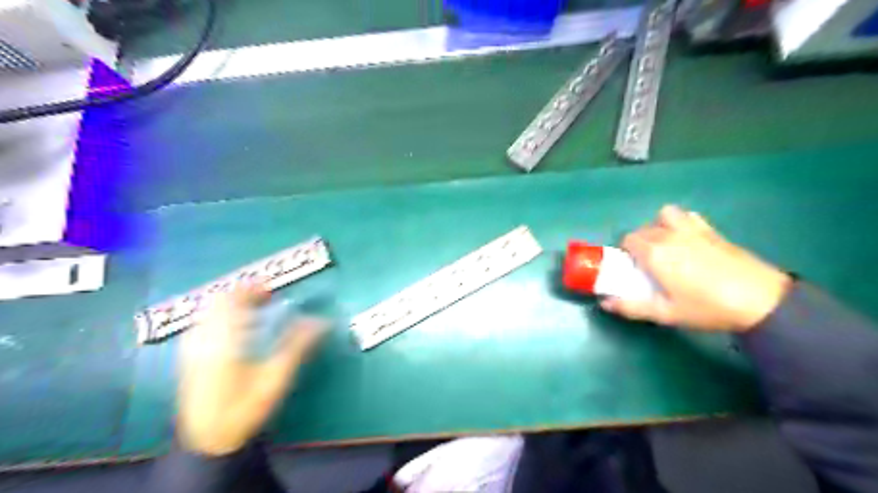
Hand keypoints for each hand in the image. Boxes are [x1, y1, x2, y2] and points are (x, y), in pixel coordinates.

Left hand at [178, 284, 325, 456]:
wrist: (208, 441)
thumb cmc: (245, 408)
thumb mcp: (277, 377)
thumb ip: (298, 345)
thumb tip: (321, 321)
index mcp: (224, 339)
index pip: (233, 299)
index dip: (252, 289)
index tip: (272, 290)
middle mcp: (203, 338)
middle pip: (218, 301)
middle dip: (242, 294)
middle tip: (266, 299)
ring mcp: (192, 348)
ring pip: (208, 312)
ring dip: (231, 305)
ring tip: (254, 312)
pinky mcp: (188, 358)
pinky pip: (202, 325)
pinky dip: (220, 318)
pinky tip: (235, 331)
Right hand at [601, 204, 792, 331]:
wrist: (760, 301)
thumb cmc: (707, 308)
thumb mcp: (666, 313)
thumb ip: (631, 307)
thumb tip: (605, 303)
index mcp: (654, 253)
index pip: (628, 240)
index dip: (624, 252)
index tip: (631, 268)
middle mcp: (669, 235)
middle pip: (643, 229)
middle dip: (639, 242)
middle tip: (647, 264)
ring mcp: (692, 230)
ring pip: (665, 215)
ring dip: (658, 226)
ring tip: (665, 245)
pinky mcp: (712, 231)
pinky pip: (688, 216)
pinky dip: (681, 222)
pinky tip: (687, 240)